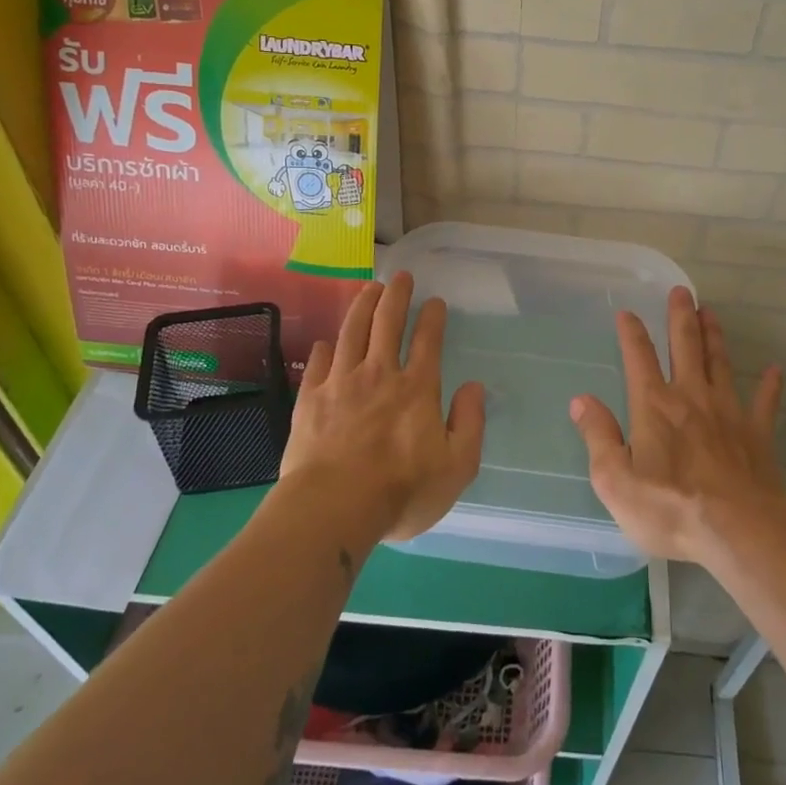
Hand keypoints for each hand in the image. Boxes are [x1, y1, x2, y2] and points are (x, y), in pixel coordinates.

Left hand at [280, 272, 484, 541]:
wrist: (333, 508)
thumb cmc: (401, 492)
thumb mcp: (457, 467)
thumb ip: (470, 424)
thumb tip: (474, 387)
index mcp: (417, 389)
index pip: (428, 341)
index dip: (433, 317)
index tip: (435, 301)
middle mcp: (379, 375)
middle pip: (387, 323)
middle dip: (396, 295)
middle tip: (400, 276)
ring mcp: (341, 383)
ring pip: (353, 332)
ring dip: (363, 306)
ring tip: (369, 288)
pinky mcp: (310, 399)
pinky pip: (319, 362)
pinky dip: (326, 347)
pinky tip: (327, 341)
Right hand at [570, 287, 785, 565]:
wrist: (739, 530)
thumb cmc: (670, 507)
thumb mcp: (615, 480)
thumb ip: (598, 437)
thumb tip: (581, 400)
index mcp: (654, 406)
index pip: (639, 359)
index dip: (632, 334)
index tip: (627, 312)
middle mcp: (691, 398)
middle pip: (685, 348)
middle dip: (681, 318)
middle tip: (682, 292)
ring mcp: (728, 413)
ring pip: (720, 364)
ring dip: (714, 337)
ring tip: (711, 313)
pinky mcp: (757, 434)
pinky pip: (764, 403)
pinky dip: (769, 386)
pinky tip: (774, 370)